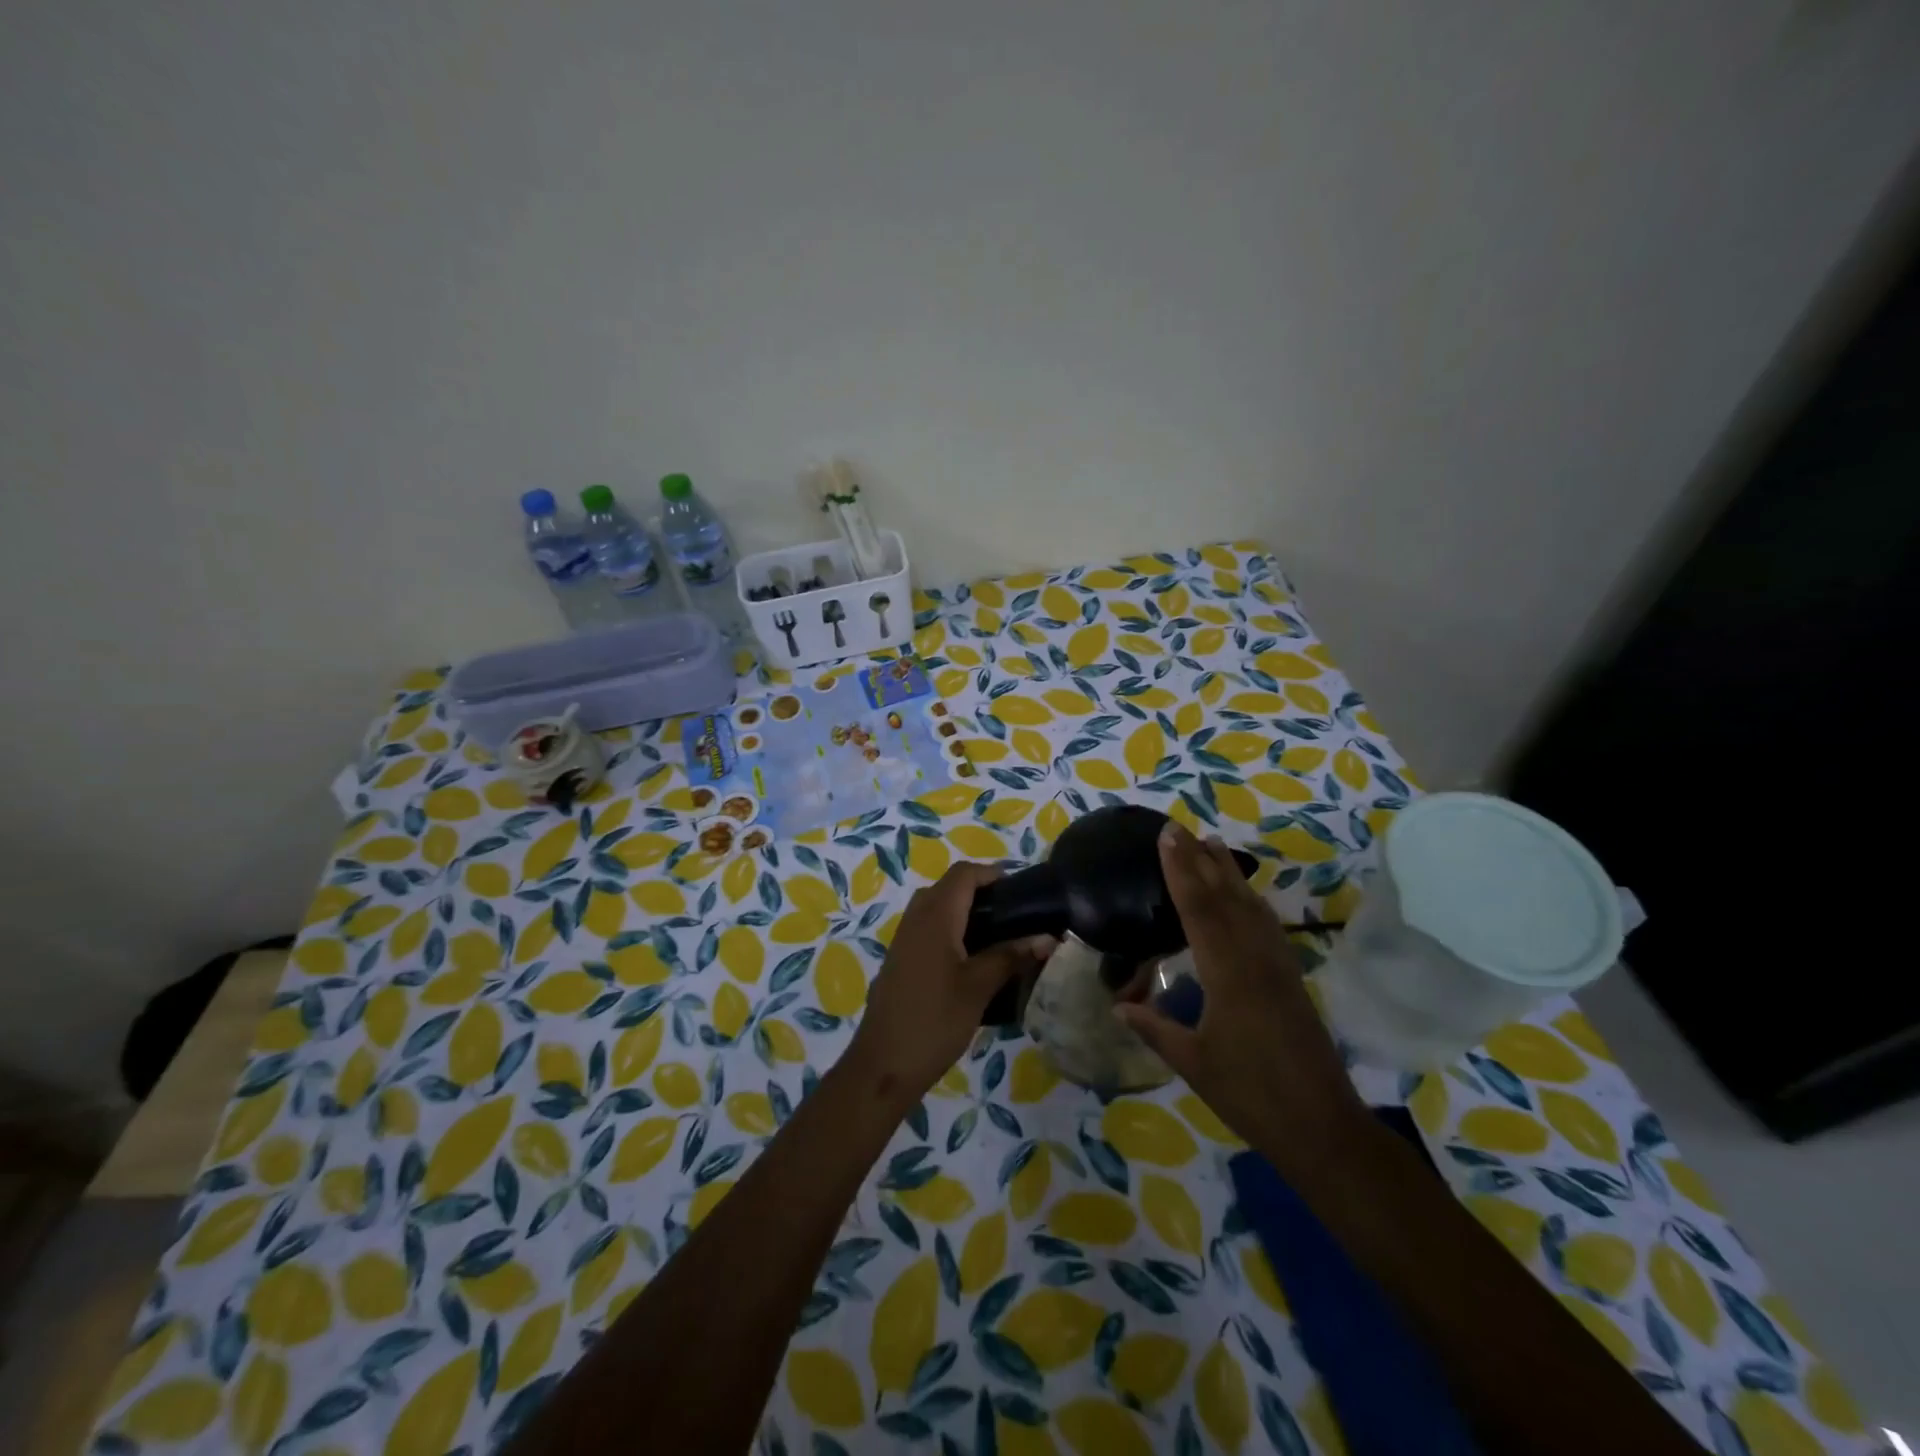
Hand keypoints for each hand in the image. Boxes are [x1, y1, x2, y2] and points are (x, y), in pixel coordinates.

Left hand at [843, 863, 1054, 1106]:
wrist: (884, 1065)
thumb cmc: (935, 1020)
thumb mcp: (979, 987)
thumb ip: (1012, 956)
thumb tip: (1048, 938)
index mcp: (935, 916)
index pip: (963, 873)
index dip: (992, 873)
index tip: (1021, 890)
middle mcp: (915, 918)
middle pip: (948, 886)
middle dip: (980, 892)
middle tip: (1013, 915)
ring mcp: (903, 939)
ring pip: (935, 907)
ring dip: (965, 912)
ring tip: (998, 937)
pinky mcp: (900, 960)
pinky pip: (927, 928)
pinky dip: (950, 930)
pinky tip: (970, 960)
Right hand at [1115, 823, 1365, 1168]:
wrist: (1323, 1126)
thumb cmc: (1251, 1095)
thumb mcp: (1194, 1063)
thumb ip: (1155, 1029)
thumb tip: (1117, 1008)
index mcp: (1227, 974)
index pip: (1198, 909)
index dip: (1180, 870)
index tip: (1167, 836)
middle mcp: (1255, 959)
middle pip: (1225, 897)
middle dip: (1200, 859)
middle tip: (1181, 827)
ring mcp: (1278, 966)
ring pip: (1250, 906)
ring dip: (1229, 872)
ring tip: (1213, 843)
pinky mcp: (1292, 978)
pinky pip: (1267, 925)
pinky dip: (1251, 900)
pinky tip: (1246, 895)